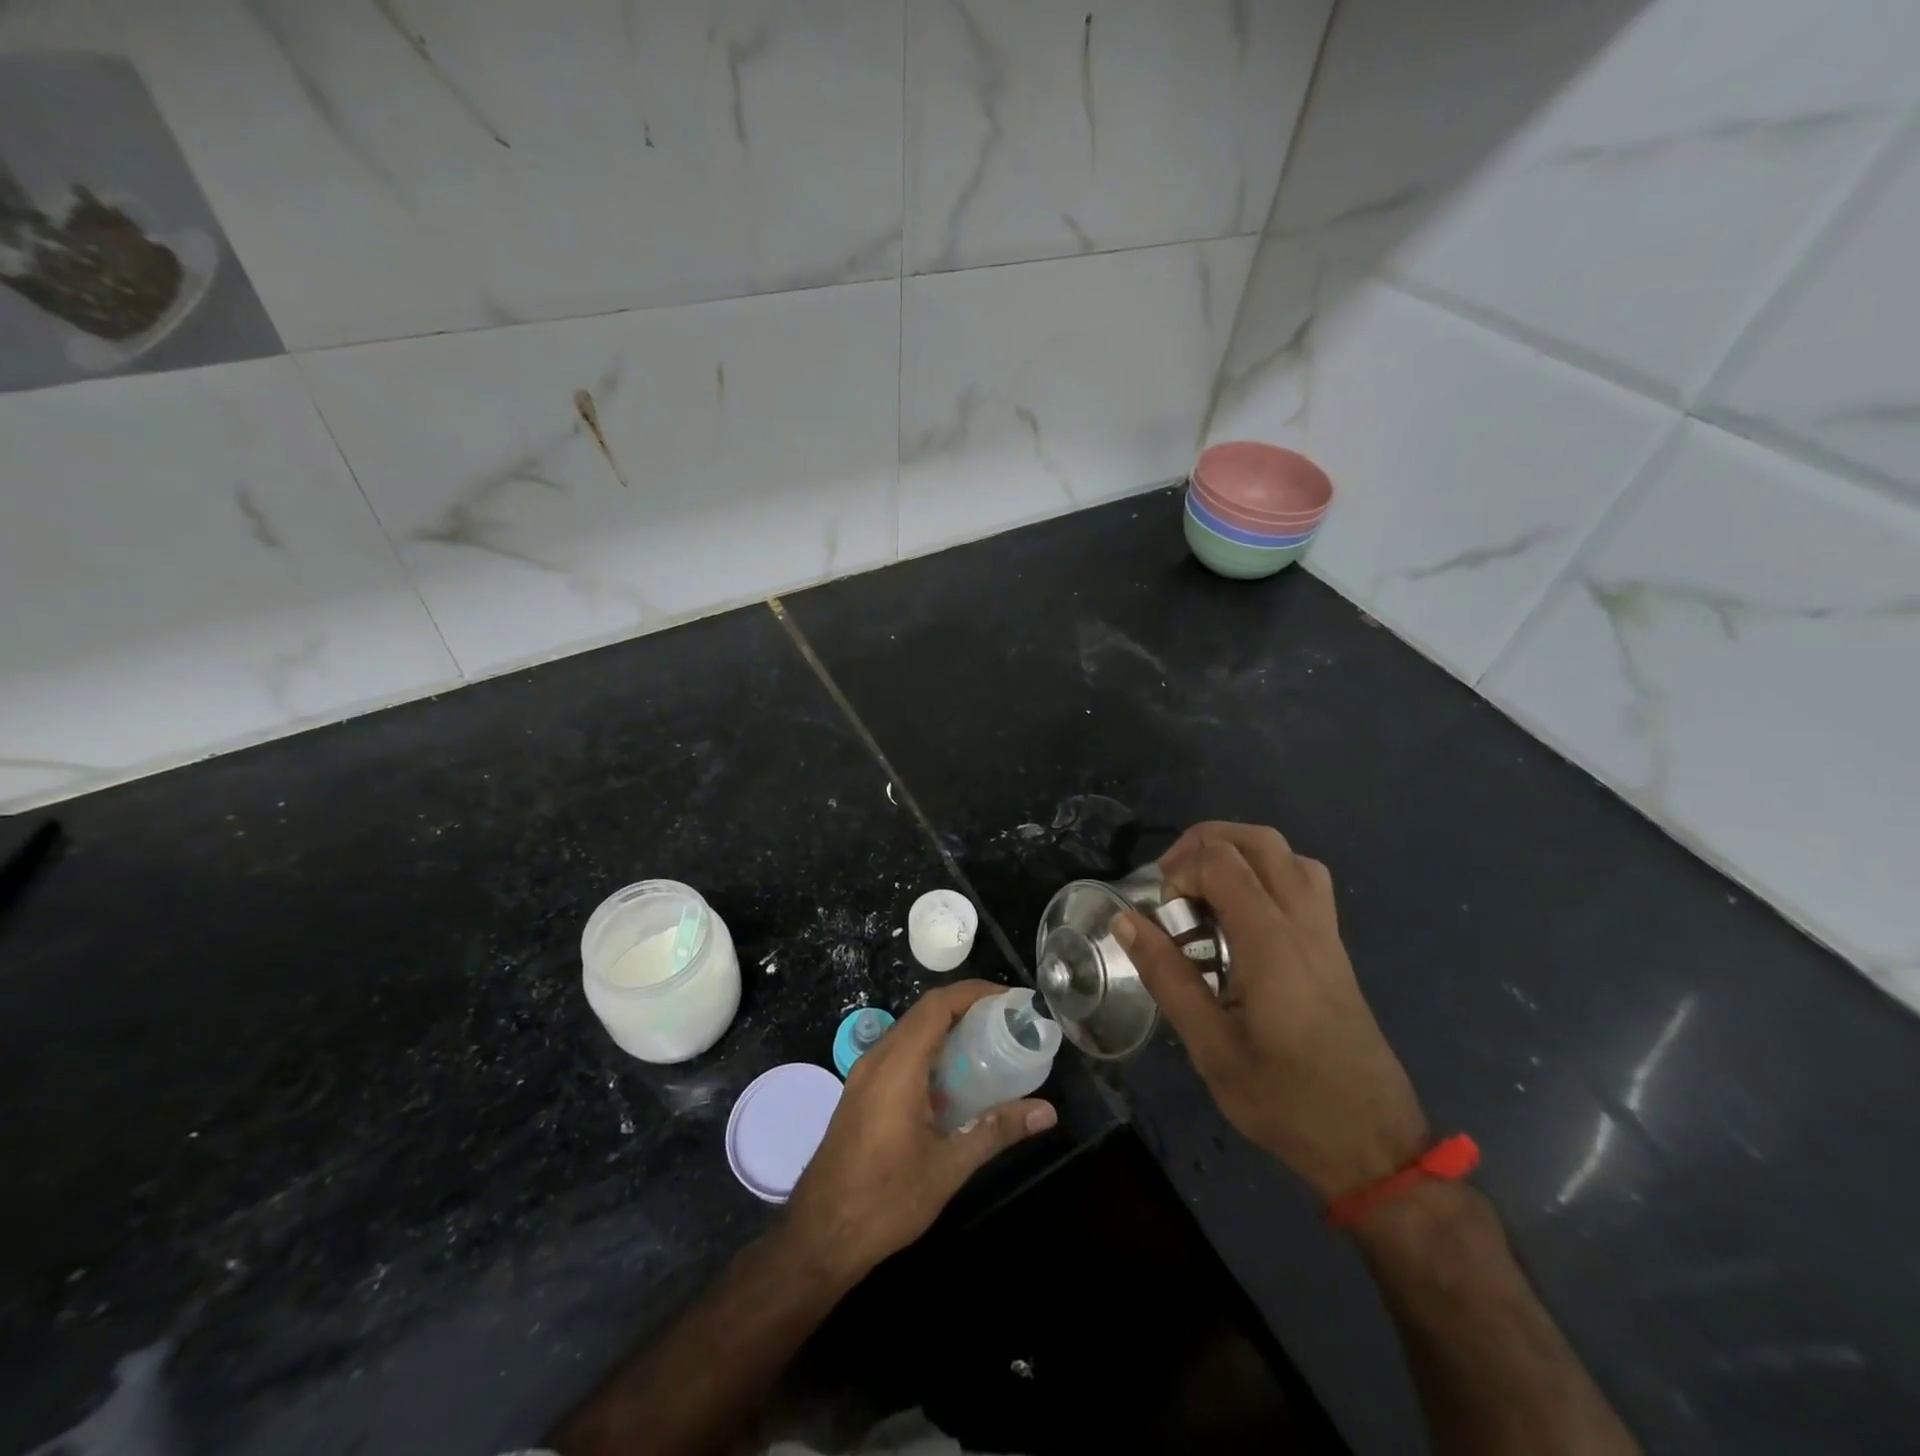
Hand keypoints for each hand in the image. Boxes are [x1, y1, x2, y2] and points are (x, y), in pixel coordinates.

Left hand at [785, 980, 1057, 1279]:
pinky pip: (898, 1053)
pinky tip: (954, 1080)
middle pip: (924, 1013)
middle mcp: (877, 1059)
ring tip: (989, 1044)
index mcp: (897, 1066)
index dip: (974, 992)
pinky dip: (929, 1051)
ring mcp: (864, 1075)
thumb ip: (996, 1130)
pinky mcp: (860, 1093)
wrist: (819, 1237)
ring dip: (947, 1029)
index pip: (937, 1005)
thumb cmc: (885, 1201)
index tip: (1010, 999)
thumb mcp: (948, 1167)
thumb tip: (1047, 1112)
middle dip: (966, 1008)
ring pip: (910, 1032)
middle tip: (1007, 1021)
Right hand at [1116, 822, 1429, 1200]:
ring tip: (1204, 890)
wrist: (1372, 1144)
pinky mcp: (1334, 948)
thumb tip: (1125, 920)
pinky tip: (1242, 916)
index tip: (1162, 916)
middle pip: (1259, 840)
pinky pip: (1305, 881)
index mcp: (1271, 943)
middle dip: (1206, 843)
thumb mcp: (1210, 1046)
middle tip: (1173, 881)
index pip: (1222, 862)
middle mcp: (1303, 923)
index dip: (1180, 872)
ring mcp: (1325, 933)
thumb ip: (1167, 976)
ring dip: (1240, 854)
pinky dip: (1267, 874)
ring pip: (1288, 855)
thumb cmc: (1284, 1100)